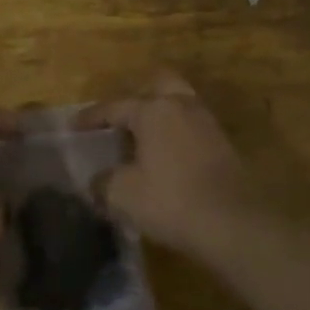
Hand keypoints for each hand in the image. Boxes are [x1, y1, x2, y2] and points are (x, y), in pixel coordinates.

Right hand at [78, 72, 262, 259]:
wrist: (235, 224)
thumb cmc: (171, 201)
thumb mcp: (123, 195)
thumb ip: (103, 182)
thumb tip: (97, 181)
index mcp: (153, 110)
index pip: (114, 107)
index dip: (91, 117)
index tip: (74, 127)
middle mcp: (182, 106)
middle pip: (158, 84)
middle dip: (138, 96)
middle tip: (121, 117)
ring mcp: (207, 124)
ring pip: (179, 105)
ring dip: (160, 116)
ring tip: (142, 139)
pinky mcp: (224, 145)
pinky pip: (191, 128)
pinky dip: (175, 135)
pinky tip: (165, 157)